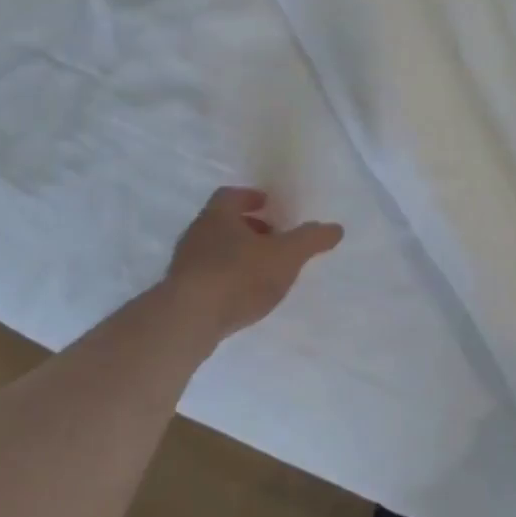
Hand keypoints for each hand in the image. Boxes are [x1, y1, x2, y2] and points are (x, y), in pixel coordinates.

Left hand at [165, 187, 343, 339]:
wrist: (187, 321)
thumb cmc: (239, 275)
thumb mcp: (286, 255)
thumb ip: (311, 240)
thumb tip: (336, 228)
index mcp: (218, 215)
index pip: (232, 195)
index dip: (251, 198)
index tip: (268, 204)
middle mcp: (197, 233)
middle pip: (222, 222)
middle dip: (248, 227)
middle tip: (272, 237)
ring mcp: (184, 264)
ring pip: (213, 250)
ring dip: (236, 254)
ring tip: (261, 269)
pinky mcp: (179, 293)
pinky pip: (206, 276)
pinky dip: (225, 278)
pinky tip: (240, 295)